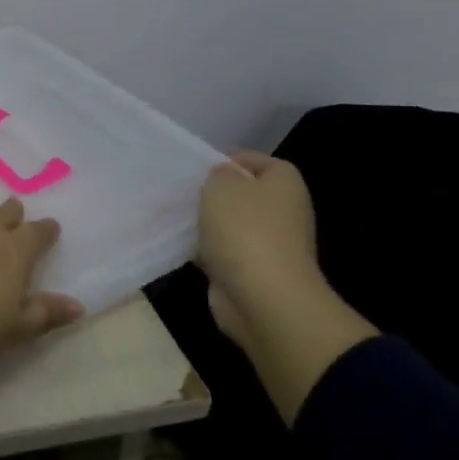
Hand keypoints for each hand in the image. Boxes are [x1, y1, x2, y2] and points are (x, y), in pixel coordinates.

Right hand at [196, 150, 322, 350]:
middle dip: (213, 193)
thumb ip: (218, 174)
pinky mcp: (250, 272)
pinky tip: (178, 244)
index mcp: (285, 186)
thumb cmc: (245, 230)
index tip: (201, 167)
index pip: (260, 162)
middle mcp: (283, 213)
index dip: (232, 161)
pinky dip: (203, 249)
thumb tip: (222, 179)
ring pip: (229, 224)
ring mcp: (269, 245)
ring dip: (205, 222)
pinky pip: (222, 252)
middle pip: (243, 195)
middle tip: (182, 191)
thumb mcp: (221, 185)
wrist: (262, 298)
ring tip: (173, 215)